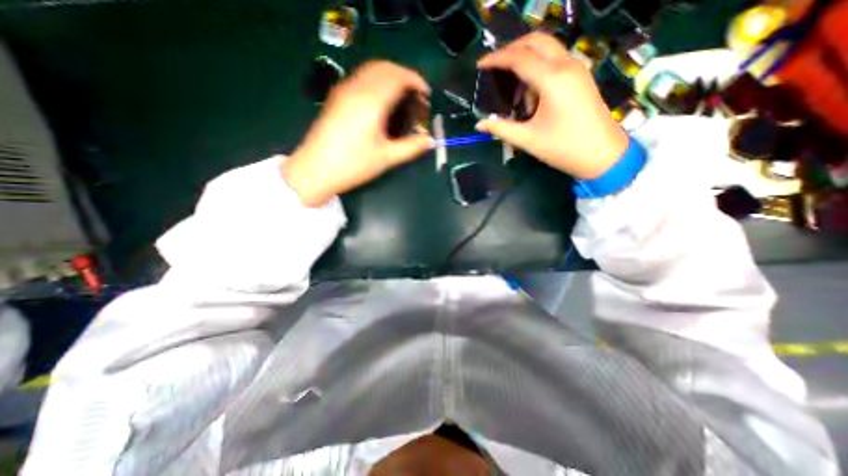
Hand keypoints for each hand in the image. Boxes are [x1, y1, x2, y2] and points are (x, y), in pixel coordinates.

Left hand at [282, 61, 433, 205]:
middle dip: (404, 76)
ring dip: (390, 76)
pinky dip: (376, 81)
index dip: (416, 81)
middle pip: (384, 67)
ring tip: (401, 97)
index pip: (398, 76)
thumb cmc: (353, 165)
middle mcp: (356, 88)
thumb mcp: (386, 158)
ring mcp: (343, 91)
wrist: (315, 170)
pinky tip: (381, 101)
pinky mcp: (336, 98)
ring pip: (371, 70)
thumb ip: (411, 147)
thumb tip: (430, 141)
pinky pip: (360, 78)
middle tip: (416, 95)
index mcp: (371, 101)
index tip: (426, 94)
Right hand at [476, 31, 627, 178]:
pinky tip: (529, 92)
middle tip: (494, 67)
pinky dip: (538, 68)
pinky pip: (555, 60)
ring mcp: (576, 69)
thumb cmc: (563, 148)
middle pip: (535, 41)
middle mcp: (566, 65)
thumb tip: (479, 124)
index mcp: (552, 79)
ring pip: (547, 48)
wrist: (602, 154)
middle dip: (511, 50)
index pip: (519, 58)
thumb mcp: (527, 139)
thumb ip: (501, 128)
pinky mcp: (580, 77)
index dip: (496, 59)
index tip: (480, 65)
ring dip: (525, 59)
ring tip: (510, 86)